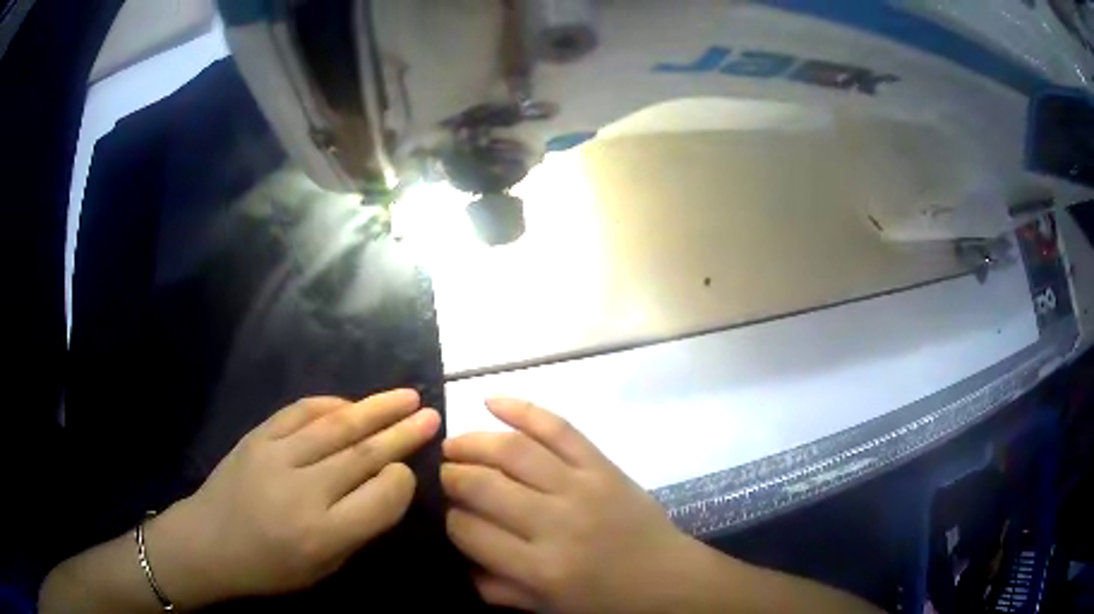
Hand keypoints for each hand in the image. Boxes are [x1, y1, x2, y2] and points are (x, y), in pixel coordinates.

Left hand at [150, 390, 439, 605]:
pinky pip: (299, 412)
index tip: (410, 471)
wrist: (208, 542)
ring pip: (336, 426)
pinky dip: (329, 404)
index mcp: (323, 534)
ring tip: (406, 396)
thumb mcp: (324, 567)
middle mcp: (303, 492)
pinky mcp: (257, 437)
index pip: (382, 497)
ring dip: (375, 408)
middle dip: (402, 433)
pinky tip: (350, 403)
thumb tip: (386, 485)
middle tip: (431, 415)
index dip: (403, 480)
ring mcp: (276, 457)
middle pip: (363, 455)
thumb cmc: (271, 568)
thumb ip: (358, 528)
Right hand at [442, 398, 694, 612]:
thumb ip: (493, 586)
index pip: (469, 531)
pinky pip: (559, 428)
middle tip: (439, 474)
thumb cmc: (603, 599)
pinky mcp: (602, 465)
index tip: (442, 511)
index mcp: (538, 567)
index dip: (447, 518)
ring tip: (452, 445)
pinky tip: (491, 401)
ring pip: (513, 451)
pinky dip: (522, 409)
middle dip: (450, 476)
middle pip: (482, 485)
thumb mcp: (543, 608)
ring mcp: (581, 487)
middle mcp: (556, 523)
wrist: (666, 577)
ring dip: (472, 442)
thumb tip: (453, 551)